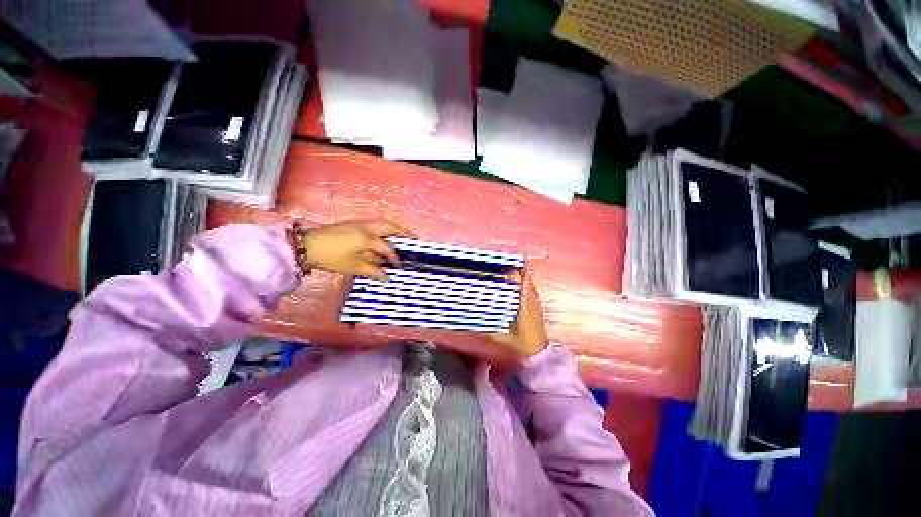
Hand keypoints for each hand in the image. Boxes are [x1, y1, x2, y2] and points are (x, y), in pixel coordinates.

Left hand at [301, 220, 414, 279]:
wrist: (307, 245)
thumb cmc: (332, 257)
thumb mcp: (353, 266)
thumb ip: (372, 270)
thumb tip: (386, 277)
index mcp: (368, 238)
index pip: (387, 248)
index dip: (395, 257)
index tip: (400, 265)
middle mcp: (367, 227)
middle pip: (390, 226)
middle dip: (403, 232)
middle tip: (413, 238)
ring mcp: (359, 223)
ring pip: (382, 223)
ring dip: (394, 228)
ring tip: (402, 236)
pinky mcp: (353, 223)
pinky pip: (374, 224)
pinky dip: (383, 228)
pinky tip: (384, 235)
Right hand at [487, 271, 547, 357]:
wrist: (538, 354)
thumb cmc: (523, 344)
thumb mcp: (504, 338)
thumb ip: (489, 332)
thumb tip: (474, 325)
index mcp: (527, 306)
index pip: (526, 283)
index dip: (520, 272)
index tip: (510, 265)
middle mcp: (533, 303)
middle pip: (529, 283)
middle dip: (519, 274)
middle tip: (506, 269)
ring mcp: (537, 307)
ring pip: (531, 288)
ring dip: (523, 281)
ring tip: (510, 277)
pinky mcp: (538, 311)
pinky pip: (532, 295)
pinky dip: (526, 289)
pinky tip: (517, 291)